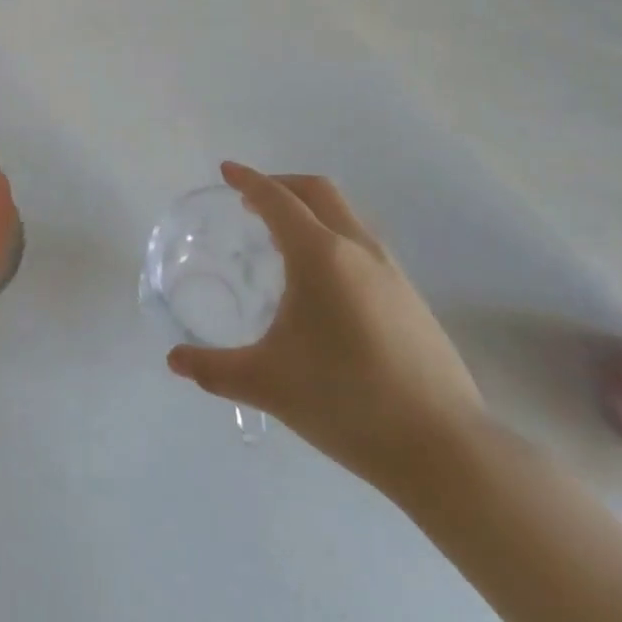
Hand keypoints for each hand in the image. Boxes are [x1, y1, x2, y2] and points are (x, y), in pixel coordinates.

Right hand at [167, 163, 487, 492]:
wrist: (447, 451)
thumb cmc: (346, 402)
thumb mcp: (267, 383)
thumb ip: (214, 369)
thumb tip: (174, 362)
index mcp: (319, 256)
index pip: (277, 199)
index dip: (248, 180)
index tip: (227, 171)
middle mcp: (357, 250)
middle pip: (318, 191)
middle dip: (282, 185)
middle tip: (251, 201)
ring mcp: (392, 273)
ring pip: (347, 216)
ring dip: (312, 211)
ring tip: (284, 240)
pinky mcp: (412, 300)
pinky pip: (364, 245)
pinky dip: (335, 238)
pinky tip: (324, 283)